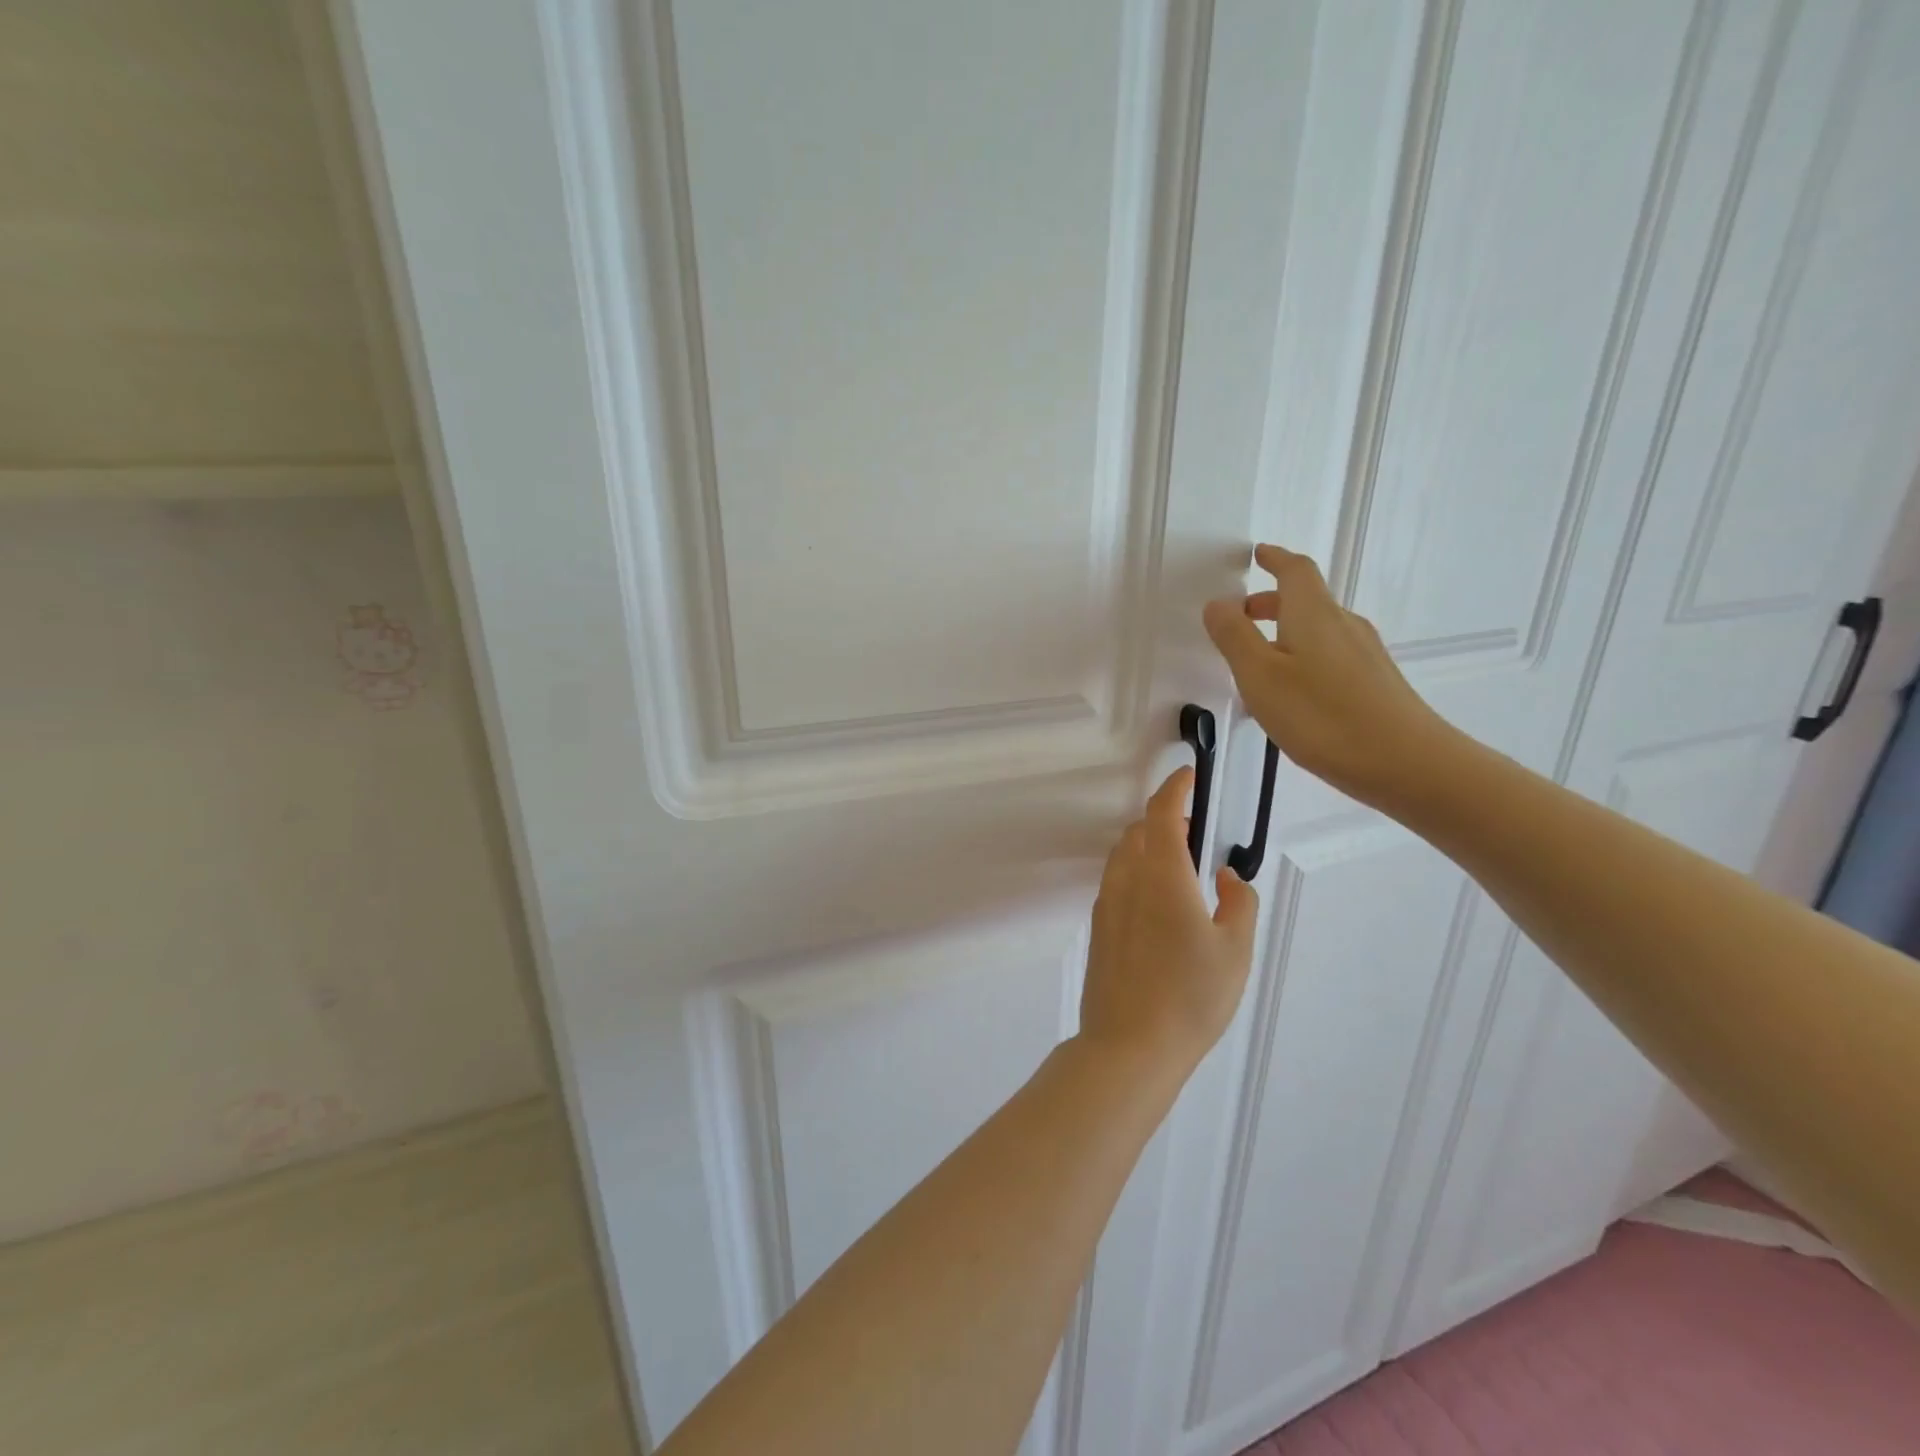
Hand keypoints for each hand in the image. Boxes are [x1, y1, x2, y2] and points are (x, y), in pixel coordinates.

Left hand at [1077, 767, 1258, 1076]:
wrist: (1128, 1045)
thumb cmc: (1190, 996)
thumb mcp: (1235, 950)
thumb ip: (1238, 902)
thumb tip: (1226, 874)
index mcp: (1161, 874)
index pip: (1162, 813)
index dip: (1176, 788)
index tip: (1188, 776)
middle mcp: (1126, 879)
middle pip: (1139, 830)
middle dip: (1165, 819)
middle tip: (1196, 831)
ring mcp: (1106, 903)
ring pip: (1124, 855)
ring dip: (1148, 846)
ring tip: (1179, 867)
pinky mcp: (1098, 928)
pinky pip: (1117, 881)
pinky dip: (1137, 872)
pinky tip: (1159, 904)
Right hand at [1203, 543, 1452, 807]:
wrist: (1405, 763)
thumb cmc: (1322, 715)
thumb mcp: (1260, 676)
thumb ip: (1234, 637)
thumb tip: (1217, 603)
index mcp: (1313, 614)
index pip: (1295, 570)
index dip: (1275, 559)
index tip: (1259, 555)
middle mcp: (1343, 625)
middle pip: (1306, 601)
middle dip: (1271, 602)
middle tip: (1241, 616)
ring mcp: (1364, 655)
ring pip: (1317, 631)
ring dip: (1285, 633)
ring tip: (1256, 662)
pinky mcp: (1375, 683)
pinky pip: (1330, 656)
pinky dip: (1303, 658)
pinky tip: (1291, 693)